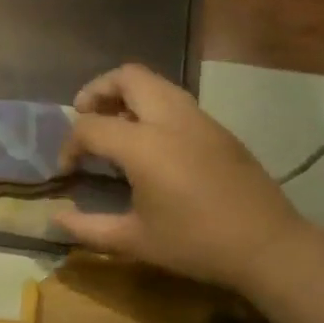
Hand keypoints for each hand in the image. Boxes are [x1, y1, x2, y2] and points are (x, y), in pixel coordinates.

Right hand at [54, 63, 304, 291]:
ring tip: (114, 128)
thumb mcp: (134, 242)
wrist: (266, 245)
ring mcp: (200, 119)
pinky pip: (176, 101)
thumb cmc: (195, 244)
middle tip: (84, 118)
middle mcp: (172, 119)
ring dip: (127, 96)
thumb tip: (57, 219)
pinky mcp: (218, 129)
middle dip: (97, 91)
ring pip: (156, 83)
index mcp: (145, 146)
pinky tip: (149, 146)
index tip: (66, 172)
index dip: (70, 146)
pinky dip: (152, 108)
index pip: (91, 126)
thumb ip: (89, 228)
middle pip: (128, 77)